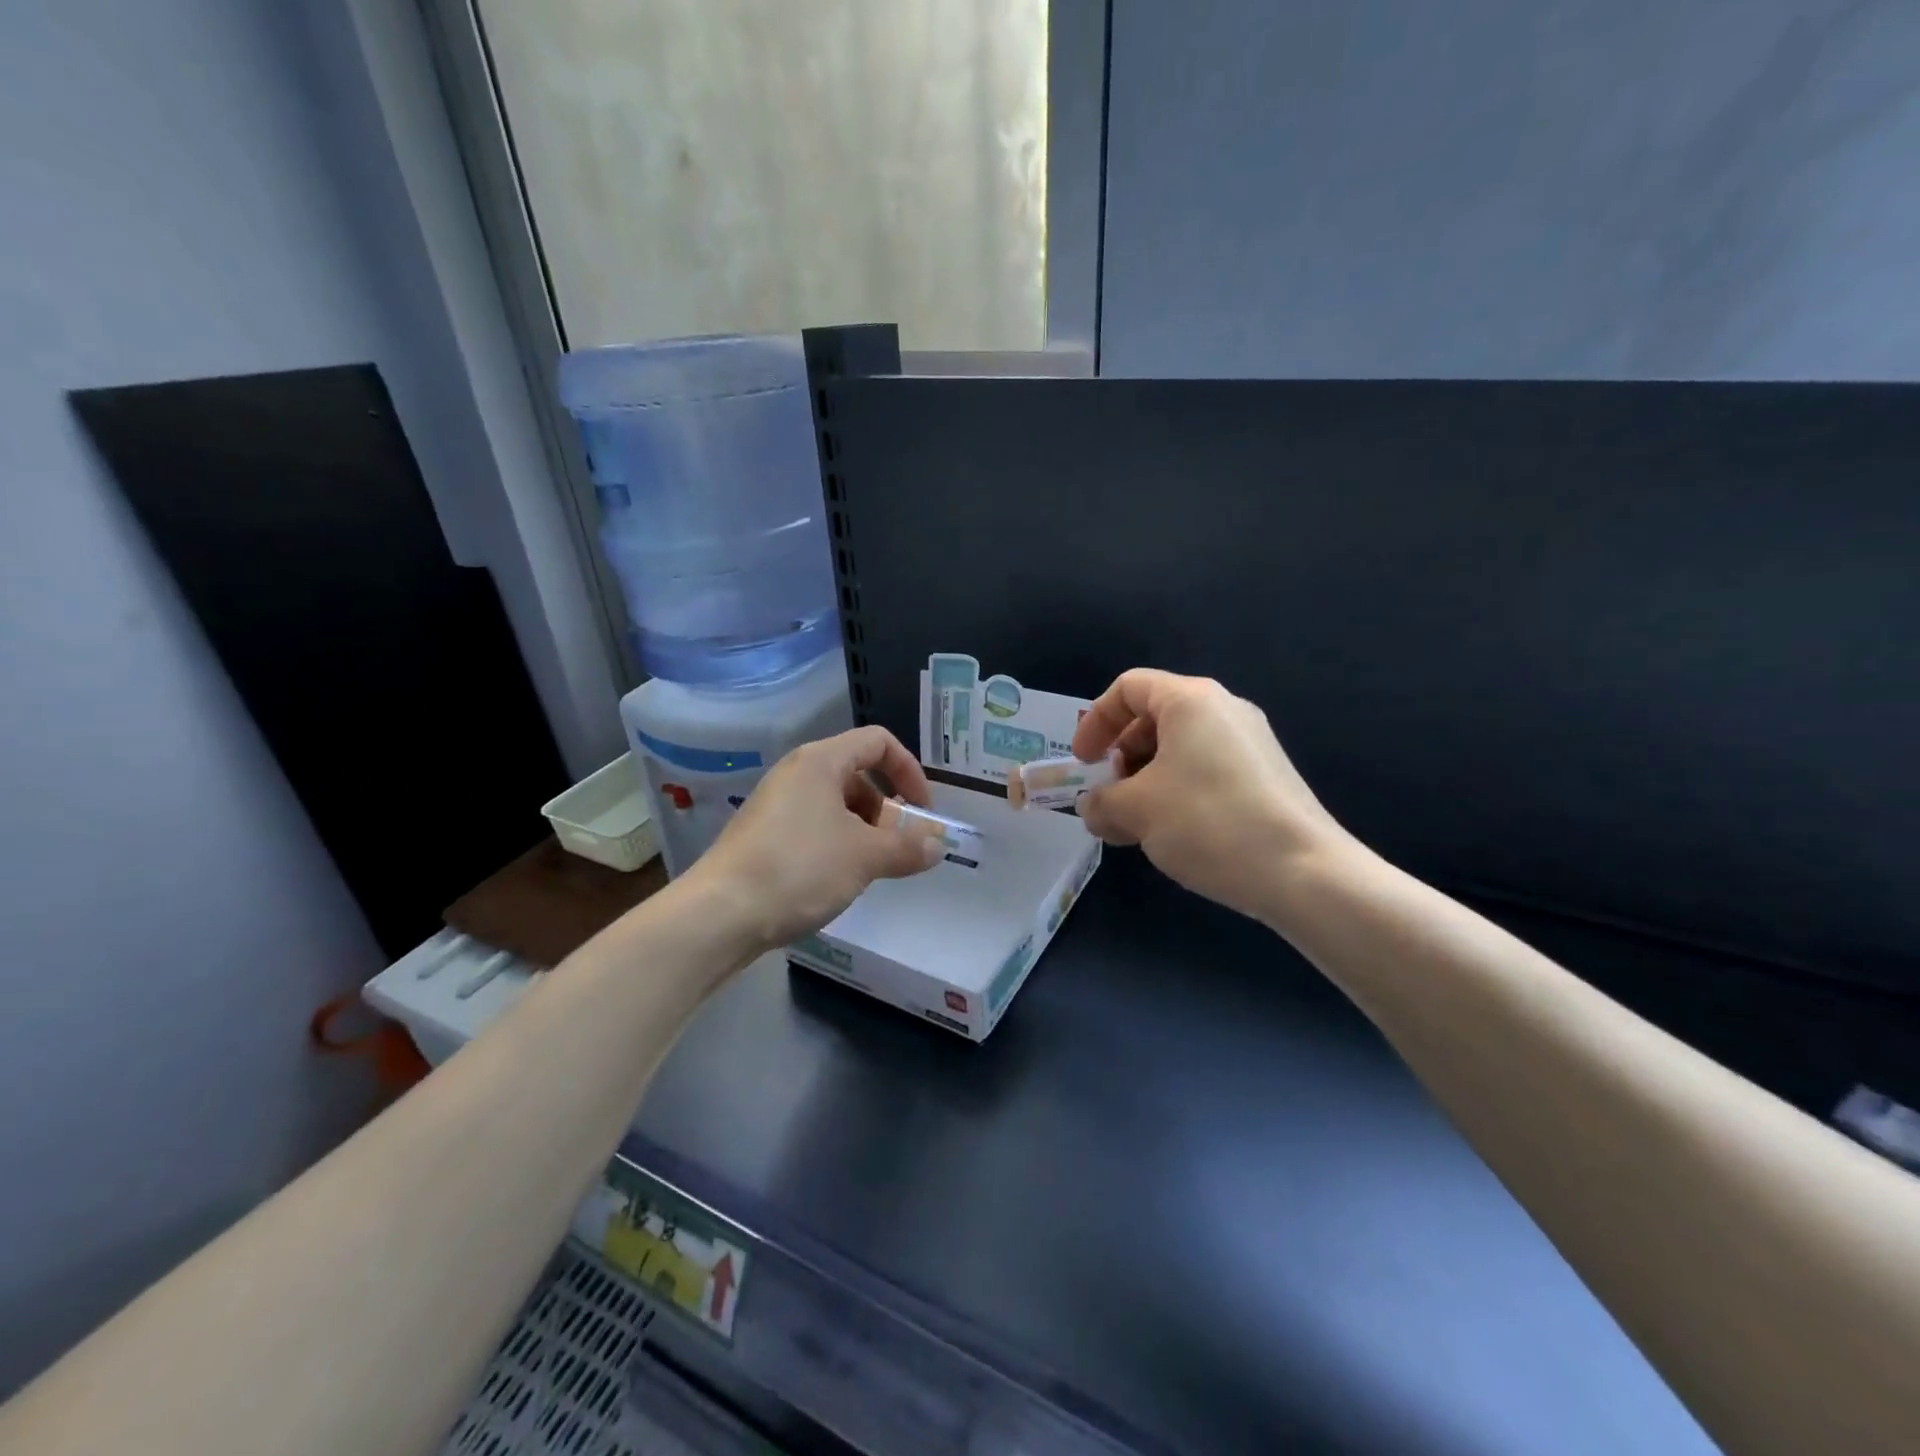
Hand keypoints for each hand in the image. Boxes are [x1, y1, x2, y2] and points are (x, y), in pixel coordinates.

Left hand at [686, 726, 942, 953]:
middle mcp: (796, 773)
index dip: (909, 770)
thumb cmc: (799, 869)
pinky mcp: (762, 835)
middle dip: (888, 808)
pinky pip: (813, 826)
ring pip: (835, 804)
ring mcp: (775, 804)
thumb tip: (938, 845)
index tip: (922, 811)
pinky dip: (837, 843)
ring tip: (872, 868)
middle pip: (857, 773)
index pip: (878, 742)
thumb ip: (907, 847)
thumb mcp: (865, 857)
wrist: (719, 915)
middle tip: (899, 846)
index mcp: (820, 762)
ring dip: (865, 830)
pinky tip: (838, 879)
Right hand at [1071, 669, 1354, 926]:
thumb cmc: (1208, 822)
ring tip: (1136, 826)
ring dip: (1145, 781)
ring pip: (1180, 749)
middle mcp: (1224, 710)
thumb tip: (1093, 807)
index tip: (1084, 764)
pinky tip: (1174, 835)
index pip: (1128, 688)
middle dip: (1120, 757)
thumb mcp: (1136, 811)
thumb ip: (1100, 803)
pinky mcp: (1266, 776)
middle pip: (1154, 718)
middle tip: (1110, 798)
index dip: (1095, 721)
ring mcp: (1250, 743)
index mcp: (1191, 701)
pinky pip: (1206, 770)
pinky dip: (1177, 792)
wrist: (1304, 872)